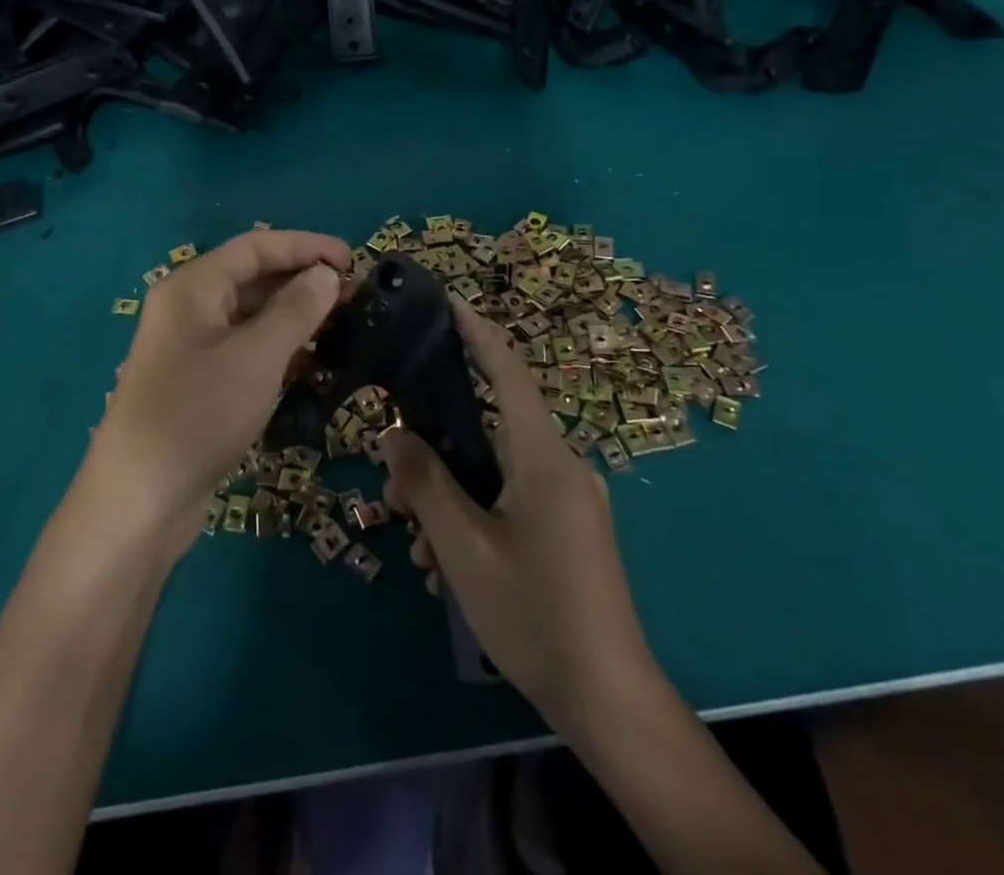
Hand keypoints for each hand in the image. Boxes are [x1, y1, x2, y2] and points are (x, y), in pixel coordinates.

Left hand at [86, 229, 349, 552]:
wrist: (140, 501)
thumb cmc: (199, 413)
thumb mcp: (256, 357)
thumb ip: (295, 310)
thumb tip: (325, 274)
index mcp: (192, 287)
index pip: (255, 247)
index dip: (305, 246)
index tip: (352, 259)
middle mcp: (188, 309)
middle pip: (251, 278)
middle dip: (301, 281)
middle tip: (353, 296)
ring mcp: (190, 348)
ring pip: (249, 316)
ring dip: (293, 316)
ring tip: (340, 325)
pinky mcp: (197, 383)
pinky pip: (244, 349)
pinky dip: (277, 348)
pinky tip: (310, 361)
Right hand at [382, 302, 654, 732]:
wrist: (610, 701)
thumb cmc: (536, 615)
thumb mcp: (465, 549)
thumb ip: (425, 484)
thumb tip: (393, 433)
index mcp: (543, 457)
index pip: (508, 371)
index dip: (477, 331)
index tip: (448, 301)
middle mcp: (561, 465)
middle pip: (490, 426)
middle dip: (437, 445)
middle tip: (393, 484)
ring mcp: (569, 499)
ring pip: (495, 468)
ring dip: (451, 492)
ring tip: (417, 543)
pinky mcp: (569, 527)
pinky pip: (512, 497)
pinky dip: (475, 513)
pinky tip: (447, 562)